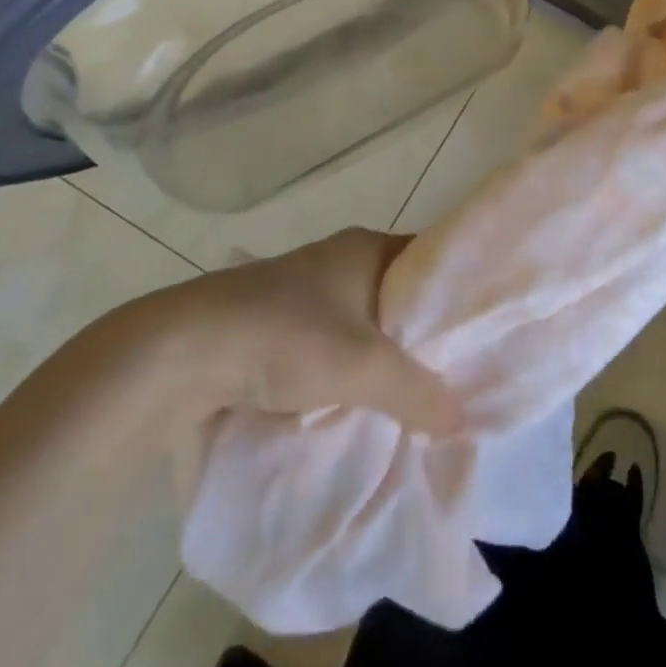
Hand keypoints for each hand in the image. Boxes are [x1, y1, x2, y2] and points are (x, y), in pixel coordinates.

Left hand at [142, 228, 462, 434]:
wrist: (180, 351)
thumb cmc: (285, 337)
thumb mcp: (364, 367)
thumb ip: (419, 391)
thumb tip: (463, 418)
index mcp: (367, 248)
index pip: (432, 262)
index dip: (458, 297)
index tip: (485, 336)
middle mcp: (339, 260)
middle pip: (400, 297)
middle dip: (423, 338)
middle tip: (458, 378)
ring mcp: (304, 290)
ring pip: (365, 324)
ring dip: (383, 358)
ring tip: (417, 399)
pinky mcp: (275, 322)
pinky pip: (332, 343)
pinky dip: (348, 370)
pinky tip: (360, 403)